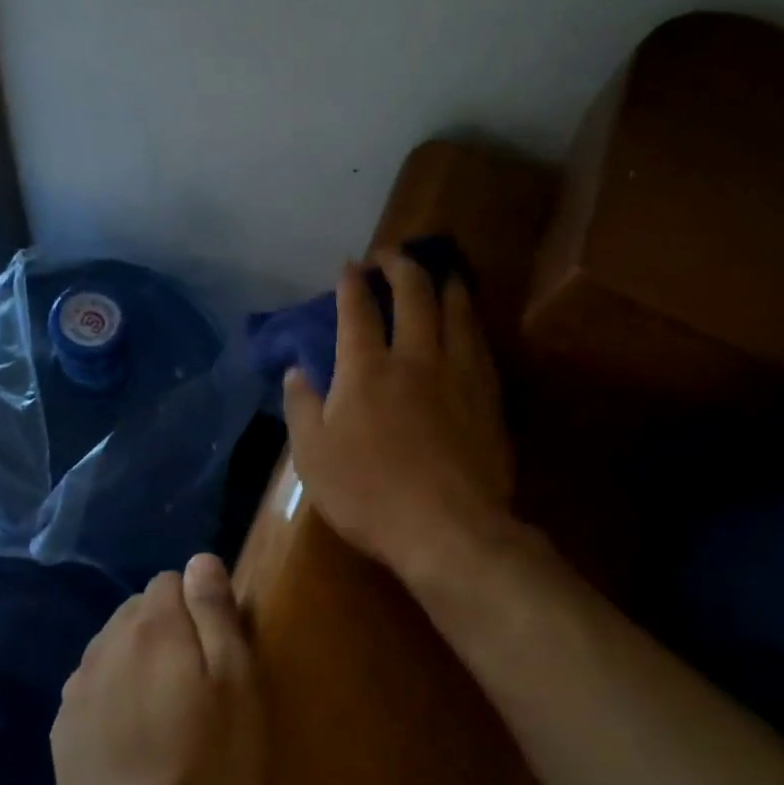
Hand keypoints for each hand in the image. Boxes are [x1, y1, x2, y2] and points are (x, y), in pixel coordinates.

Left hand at [52, 555, 263, 784]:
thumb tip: (200, 560)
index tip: (216, 649)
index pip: (171, 580)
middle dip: (168, 628)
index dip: (199, 606)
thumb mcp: (235, 685)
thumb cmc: (207, 768)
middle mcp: (105, 643)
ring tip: (164, 709)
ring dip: (138, 658)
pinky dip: (113, 692)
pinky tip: (132, 735)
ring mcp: (77, 687)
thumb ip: (215, 613)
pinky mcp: (63, 727)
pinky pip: (92, 685)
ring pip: (113, 645)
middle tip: (196, 681)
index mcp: (151, 627)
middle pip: (139, 610)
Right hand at [284, 255, 514, 582]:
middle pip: (414, 294)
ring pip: (457, 310)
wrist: (447, 528)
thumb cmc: (368, 495)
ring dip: (445, 284)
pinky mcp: (487, 396)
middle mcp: (415, 358)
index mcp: (366, 369)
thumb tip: (296, 371)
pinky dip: (470, 321)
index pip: (358, 310)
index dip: (352, 283)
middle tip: (392, 255)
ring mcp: (458, 374)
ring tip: (440, 273)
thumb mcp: (312, 456)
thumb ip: (300, 407)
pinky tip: (469, 322)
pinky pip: (480, 342)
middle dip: (400, 265)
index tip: (349, 265)